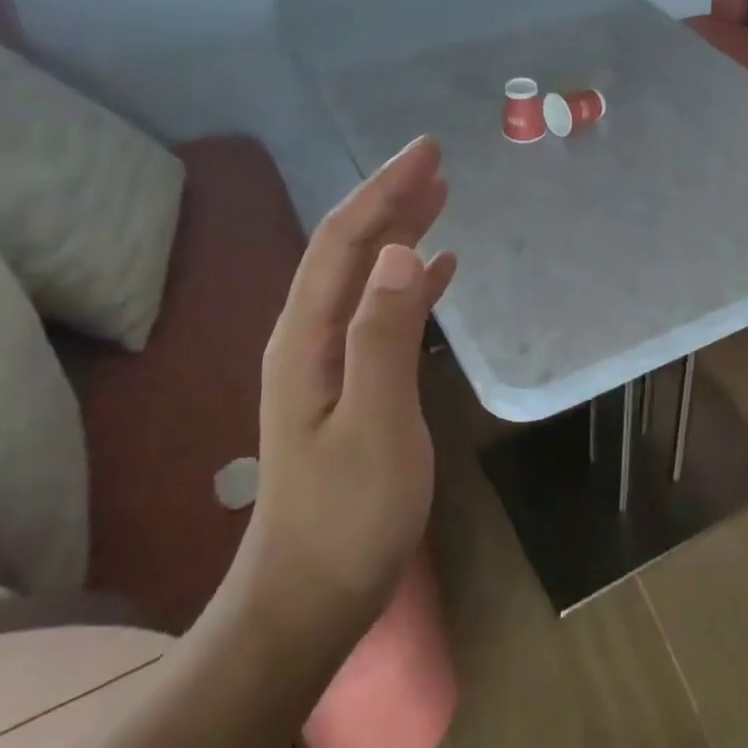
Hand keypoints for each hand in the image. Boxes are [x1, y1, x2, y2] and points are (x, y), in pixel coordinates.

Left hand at [242, 136, 457, 653]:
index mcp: (308, 338)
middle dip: (391, 198)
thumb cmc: (347, 517)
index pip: (346, 242)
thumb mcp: (375, 425)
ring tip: (440, 198)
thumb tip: (402, 251)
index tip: (427, 151)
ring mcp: (327, 362)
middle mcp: (309, 338)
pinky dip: (409, 281)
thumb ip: (384, 336)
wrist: (309, 596)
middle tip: (437, 161)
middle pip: (350, 249)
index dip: (385, 190)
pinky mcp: (350, 385)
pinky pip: (380, 312)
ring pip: (365, 276)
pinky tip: (438, 270)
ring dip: (401, 232)